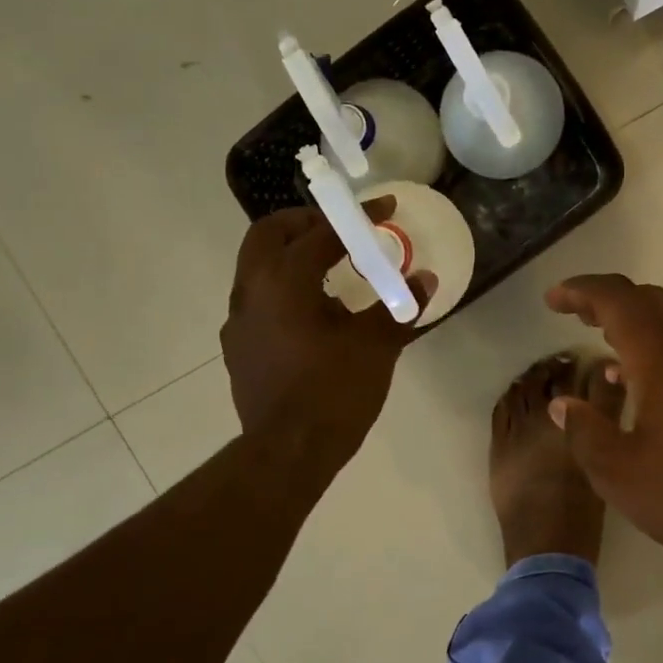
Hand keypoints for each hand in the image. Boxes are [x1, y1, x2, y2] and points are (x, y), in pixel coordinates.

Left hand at [222, 202, 431, 478]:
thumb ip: (399, 306)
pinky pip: (257, 299)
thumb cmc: (334, 392)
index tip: (385, 210)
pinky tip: (311, 313)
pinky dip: (282, 288)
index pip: (321, 232)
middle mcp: (251, 291)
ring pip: (257, 266)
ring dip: (291, 255)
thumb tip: (425, 280)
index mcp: (284, 281)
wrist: (288, 452)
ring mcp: (238, 320)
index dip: (357, 218)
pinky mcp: (238, 347)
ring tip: (330, 269)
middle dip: (306, 223)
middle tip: (342, 231)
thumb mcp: (376, 345)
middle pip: (269, 234)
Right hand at [544, 274, 662, 593]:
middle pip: (648, 298)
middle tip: (575, 314)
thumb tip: (562, 404)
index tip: (553, 300)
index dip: (581, 291)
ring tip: (604, 340)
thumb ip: (583, 430)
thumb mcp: (618, 473)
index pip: (618, 299)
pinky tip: (644, 379)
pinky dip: (661, 340)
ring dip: (636, 318)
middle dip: (607, 299)